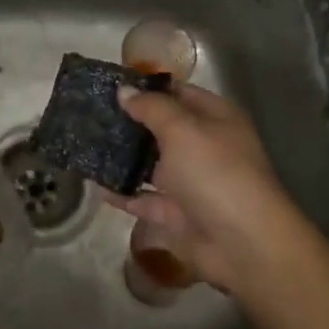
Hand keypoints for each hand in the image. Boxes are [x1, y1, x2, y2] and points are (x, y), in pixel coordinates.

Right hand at [103, 84, 309, 296]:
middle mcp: (204, 148)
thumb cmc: (215, 173)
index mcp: (215, 119)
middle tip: (90, 113)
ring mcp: (191, 183)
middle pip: (162, 129)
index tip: (110, 84)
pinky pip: (144, 199)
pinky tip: (95, 184)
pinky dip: (123, 194)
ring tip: (86, 144)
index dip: (148, 87)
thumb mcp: (182, 129)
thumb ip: (151, 108)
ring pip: (151, 165)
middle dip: (130, 122)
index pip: (179, 93)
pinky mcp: (177, 214)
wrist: (242, 243)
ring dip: (123, 158)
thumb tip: (124, 90)